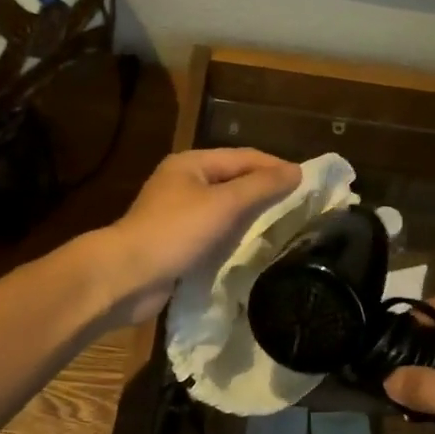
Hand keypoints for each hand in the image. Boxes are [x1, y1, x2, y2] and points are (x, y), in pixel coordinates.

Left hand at [97, 149, 301, 323]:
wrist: (127, 276)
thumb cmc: (176, 232)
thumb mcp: (224, 204)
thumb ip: (261, 186)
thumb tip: (297, 171)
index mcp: (191, 163)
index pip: (243, 157)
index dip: (275, 166)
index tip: (307, 182)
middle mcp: (183, 182)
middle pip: (233, 179)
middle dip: (264, 189)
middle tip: (299, 204)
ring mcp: (178, 213)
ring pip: (224, 207)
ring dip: (250, 213)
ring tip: (283, 223)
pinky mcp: (177, 241)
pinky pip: (214, 230)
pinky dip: (234, 234)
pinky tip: (252, 245)